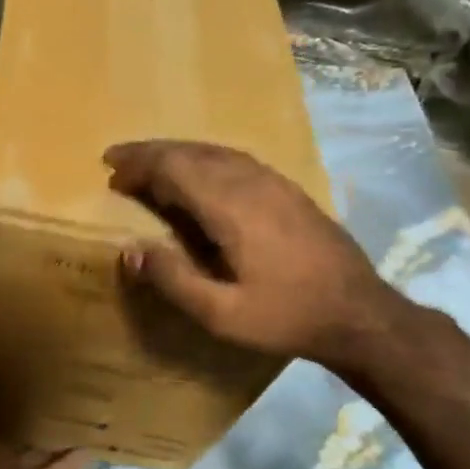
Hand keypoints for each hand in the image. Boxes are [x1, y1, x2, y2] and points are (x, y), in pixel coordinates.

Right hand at [104, 139, 402, 374]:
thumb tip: (130, 251)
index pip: (175, 168)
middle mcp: (252, 183)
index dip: (140, 164)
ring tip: (150, 163)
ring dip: (178, 152)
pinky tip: (199, 172)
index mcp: (231, 208)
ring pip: (216, 152)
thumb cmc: (285, 316)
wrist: (359, 314)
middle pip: (193, 152)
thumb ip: (174, 280)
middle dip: (152, 152)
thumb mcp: (221, 314)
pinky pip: (237, 160)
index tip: (110, 170)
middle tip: (119, 159)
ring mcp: (275, 183)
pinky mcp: (289, 190)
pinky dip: (205, 159)